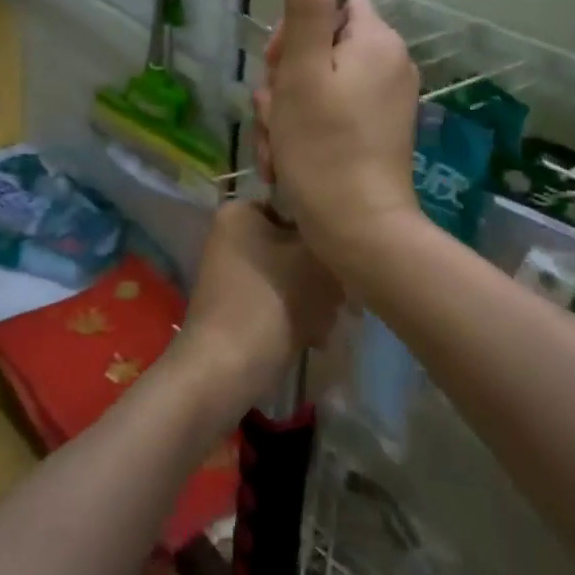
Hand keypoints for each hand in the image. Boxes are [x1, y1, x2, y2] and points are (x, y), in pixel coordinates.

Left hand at [175, 201, 342, 414]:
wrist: (226, 369)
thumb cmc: (271, 301)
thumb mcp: (317, 259)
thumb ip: (336, 238)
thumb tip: (346, 238)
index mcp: (241, 211)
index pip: (299, 206)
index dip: (327, 231)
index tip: (348, 256)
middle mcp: (233, 235)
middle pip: (296, 244)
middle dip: (323, 274)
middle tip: (342, 297)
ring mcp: (234, 273)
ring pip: (293, 275)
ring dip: (317, 298)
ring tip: (327, 321)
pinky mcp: (239, 305)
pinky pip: (280, 299)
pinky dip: (299, 315)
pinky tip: (315, 337)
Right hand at [254, 0, 424, 270]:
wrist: (359, 233)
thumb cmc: (324, 148)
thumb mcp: (303, 69)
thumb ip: (307, 0)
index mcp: (377, 41)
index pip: (331, 2)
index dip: (294, 30)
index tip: (279, 66)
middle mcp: (388, 64)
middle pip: (320, 45)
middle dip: (284, 79)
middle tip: (274, 115)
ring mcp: (385, 101)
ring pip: (317, 84)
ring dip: (285, 111)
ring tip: (278, 146)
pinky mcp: (376, 133)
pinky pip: (330, 114)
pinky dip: (304, 132)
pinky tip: (288, 161)